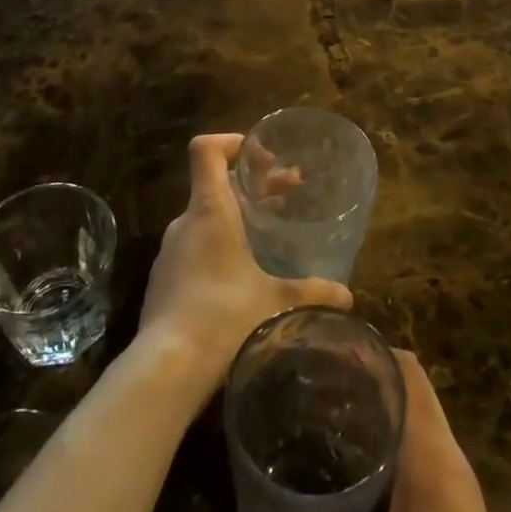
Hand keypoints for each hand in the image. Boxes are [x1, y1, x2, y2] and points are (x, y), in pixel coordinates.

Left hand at [139, 135, 350, 390]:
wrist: (166, 368)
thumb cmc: (223, 317)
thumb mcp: (276, 302)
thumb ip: (312, 292)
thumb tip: (346, 295)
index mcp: (209, 211)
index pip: (206, 151)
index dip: (231, 143)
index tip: (262, 158)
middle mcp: (185, 224)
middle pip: (214, 184)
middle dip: (252, 185)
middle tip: (288, 193)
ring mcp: (170, 253)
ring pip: (205, 218)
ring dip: (236, 216)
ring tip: (268, 234)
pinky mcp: (163, 281)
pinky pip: (193, 247)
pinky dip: (218, 245)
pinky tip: (241, 274)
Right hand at [259, 352, 510, 511]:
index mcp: (431, 455)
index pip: (406, 370)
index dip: (369, 349)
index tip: (324, 348)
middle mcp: (449, 461)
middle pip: (408, 393)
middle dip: (363, 383)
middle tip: (312, 384)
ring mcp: (458, 493)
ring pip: (415, 430)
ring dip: (376, 421)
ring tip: (323, 423)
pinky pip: (420, 465)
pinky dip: (388, 456)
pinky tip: (353, 484)